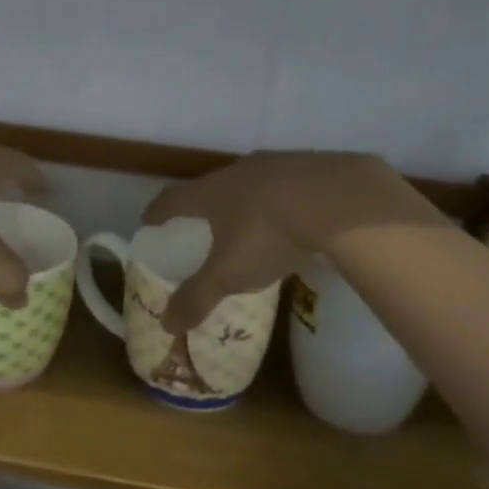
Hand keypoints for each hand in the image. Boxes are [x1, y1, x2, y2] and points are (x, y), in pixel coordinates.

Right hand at [141, 152, 446, 332]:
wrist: (338, 201)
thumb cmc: (268, 234)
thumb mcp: (229, 274)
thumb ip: (197, 297)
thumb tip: (165, 324)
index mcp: (210, 192)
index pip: (173, 198)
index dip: (158, 211)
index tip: (149, 220)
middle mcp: (237, 172)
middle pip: (210, 187)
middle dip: (203, 206)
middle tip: (201, 224)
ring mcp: (275, 165)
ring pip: (250, 183)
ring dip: (244, 201)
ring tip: (249, 223)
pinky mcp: (310, 167)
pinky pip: (285, 185)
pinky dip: (280, 201)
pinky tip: (294, 219)